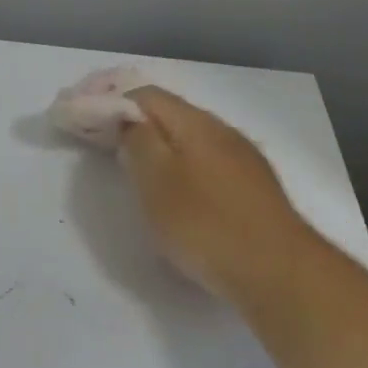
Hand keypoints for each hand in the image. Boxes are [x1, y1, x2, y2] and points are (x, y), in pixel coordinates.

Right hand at [119, 88, 320, 305]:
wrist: (279, 272)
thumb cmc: (206, 224)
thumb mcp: (156, 181)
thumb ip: (138, 142)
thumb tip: (131, 122)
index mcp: (196, 123)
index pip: (147, 95)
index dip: (113, 103)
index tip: (88, 125)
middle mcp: (223, 131)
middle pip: (172, 115)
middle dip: (138, 127)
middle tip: (110, 152)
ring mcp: (244, 159)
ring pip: (192, 141)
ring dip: (163, 150)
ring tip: (142, 176)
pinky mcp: (256, 189)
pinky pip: (210, 165)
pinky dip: (186, 170)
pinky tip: (182, 198)